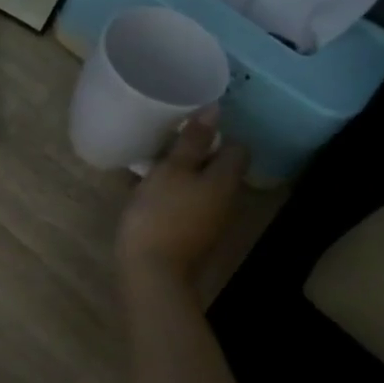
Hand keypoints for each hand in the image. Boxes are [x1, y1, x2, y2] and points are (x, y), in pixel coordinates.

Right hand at [115, 118, 248, 284]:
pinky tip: (146, 194)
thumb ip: (192, 141)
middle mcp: (225, 200)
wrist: (152, 272)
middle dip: (195, 154)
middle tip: (164, 144)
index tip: (188, 128)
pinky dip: (171, 195)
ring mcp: (210, 221)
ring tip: (151, 166)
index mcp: (224, 180)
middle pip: (218, 168)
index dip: (217, 134)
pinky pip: (187, 204)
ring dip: (181, 174)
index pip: (237, 147)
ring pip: (200, 186)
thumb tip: (215, 110)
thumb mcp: (171, 170)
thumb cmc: (160, 214)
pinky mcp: (191, 236)